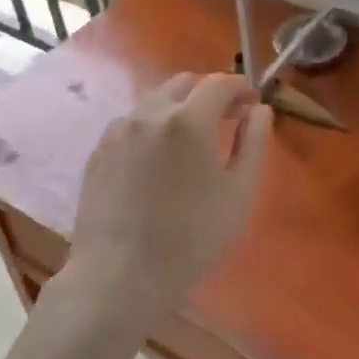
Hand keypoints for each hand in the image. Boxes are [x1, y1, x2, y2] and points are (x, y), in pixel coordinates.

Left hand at [68, 72, 271, 330]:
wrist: (119, 276)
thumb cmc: (191, 239)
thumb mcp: (239, 193)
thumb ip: (254, 142)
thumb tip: (259, 110)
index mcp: (188, 119)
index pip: (220, 83)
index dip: (241, 88)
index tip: (252, 104)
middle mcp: (150, 113)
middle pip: (184, 83)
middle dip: (209, 93)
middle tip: (226, 118)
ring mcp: (119, 130)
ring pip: (155, 101)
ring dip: (179, 108)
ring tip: (191, 142)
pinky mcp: (99, 151)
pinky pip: (132, 124)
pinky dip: (152, 128)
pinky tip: (158, 161)